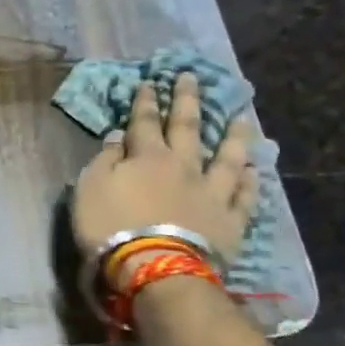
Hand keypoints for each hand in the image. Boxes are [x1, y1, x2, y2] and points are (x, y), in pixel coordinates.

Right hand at [71, 73, 258, 267]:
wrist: (155, 267)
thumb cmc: (112, 227)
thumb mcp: (91, 188)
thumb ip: (105, 160)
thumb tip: (119, 138)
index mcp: (147, 157)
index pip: (144, 122)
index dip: (145, 102)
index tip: (150, 82)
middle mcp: (183, 166)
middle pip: (187, 128)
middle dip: (187, 101)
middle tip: (192, 78)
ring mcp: (212, 193)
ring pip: (226, 157)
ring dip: (233, 136)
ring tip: (241, 117)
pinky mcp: (230, 221)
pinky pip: (244, 196)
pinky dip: (249, 181)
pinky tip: (253, 169)